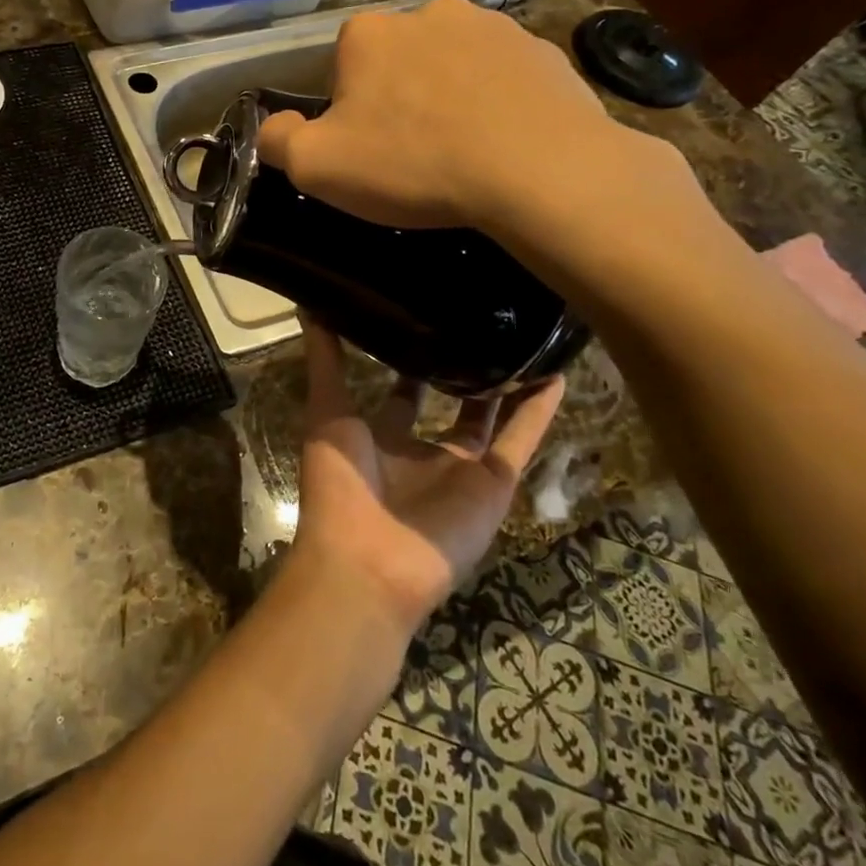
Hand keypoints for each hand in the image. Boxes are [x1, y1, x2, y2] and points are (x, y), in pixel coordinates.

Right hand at [255, 0, 652, 236]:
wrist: (541, 171)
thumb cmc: (414, 164)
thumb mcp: (317, 166)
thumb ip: (277, 140)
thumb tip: (274, 124)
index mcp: (367, 33)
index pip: (340, 67)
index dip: (347, 110)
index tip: (366, 148)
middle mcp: (427, 11)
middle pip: (395, 60)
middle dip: (397, 98)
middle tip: (413, 153)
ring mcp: (491, 25)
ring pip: (449, 64)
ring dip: (446, 95)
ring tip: (462, 150)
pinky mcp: (541, 49)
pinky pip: (500, 76)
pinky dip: (495, 101)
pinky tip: (503, 141)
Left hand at [292, 319, 563, 631]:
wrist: (368, 561)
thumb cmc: (339, 483)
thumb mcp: (327, 411)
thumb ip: (324, 360)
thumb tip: (309, 304)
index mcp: (381, 437)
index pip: (400, 390)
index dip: (410, 358)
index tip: (423, 317)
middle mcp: (423, 450)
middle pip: (449, 401)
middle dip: (462, 368)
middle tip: (479, 320)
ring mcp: (462, 468)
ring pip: (492, 417)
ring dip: (507, 383)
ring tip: (524, 336)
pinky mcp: (495, 484)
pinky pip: (523, 440)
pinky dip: (540, 410)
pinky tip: (556, 373)